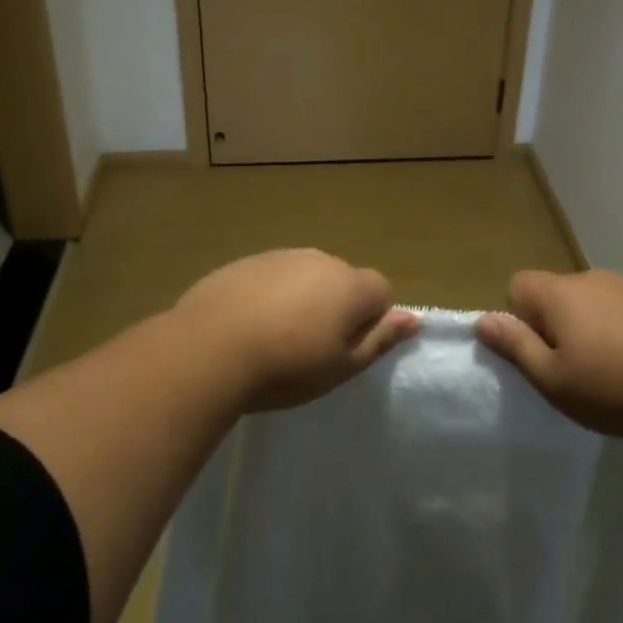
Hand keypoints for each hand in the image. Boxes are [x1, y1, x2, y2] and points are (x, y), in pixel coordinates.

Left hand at [171, 249, 418, 412]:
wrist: (210, 348)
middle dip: (337, 306)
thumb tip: (413, 319)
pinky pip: (273, 276)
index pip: (382, 290)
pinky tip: (249, 325)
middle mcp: (321, 259)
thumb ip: (379, 340)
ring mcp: (281, 256)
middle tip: (312, 348)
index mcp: (350, 284)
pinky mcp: (247, 261)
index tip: (347, 348)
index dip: (372, 319)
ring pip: (307, 276)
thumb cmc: (286, 366)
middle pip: (343, 280)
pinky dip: (270, 295)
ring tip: (277, 339)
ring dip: (303, 299)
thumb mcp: (340, 366)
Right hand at [476, 269, 622, 444]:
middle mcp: (591, 278)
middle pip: (558, 293)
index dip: (520, 318)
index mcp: (560, 294)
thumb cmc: (614, 388)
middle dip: (558, 324)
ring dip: (594, 326)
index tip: (540, 353)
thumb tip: (482, 320)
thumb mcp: (554, 381)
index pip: (518, 285)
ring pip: (595, 301)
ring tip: (614, 370)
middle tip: (576, 369)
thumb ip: (516, 346)